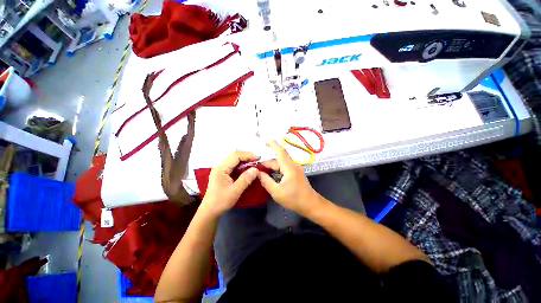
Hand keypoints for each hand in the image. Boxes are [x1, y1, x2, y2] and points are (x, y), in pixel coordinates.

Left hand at [201, 151, 258, 216]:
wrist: (210, 212)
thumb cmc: (221, 202)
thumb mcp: (235, 191)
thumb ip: (245, 179)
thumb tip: (256, 169)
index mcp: (221, 169)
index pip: (235, 156)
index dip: (247, 155)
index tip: (258, 158)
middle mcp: (220, 166)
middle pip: (234, 156)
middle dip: (247, 156)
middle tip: (258, 160)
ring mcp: (221, 170)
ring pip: (234, 160)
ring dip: (245, 160)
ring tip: (255, 163)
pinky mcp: (223, 174)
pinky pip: (234, 166)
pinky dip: (242, 165)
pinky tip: (248, 168)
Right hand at [258, 140, 322, 216]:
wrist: (310, 204)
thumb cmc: (294, 199)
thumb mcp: (277, 192)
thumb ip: (266, 181)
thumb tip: (257, 173)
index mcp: (289, 167)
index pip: (280, 151)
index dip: (271, 143)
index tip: (263, 139)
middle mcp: (293, 165)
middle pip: (277, 159)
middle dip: (266, 163)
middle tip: (255, 168)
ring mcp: (295, 168)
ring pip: (280, 164)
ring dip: (271, 167)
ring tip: (261, 172)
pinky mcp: (295, 172)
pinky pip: (283, 167)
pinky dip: (276, 170)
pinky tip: (270, 175)